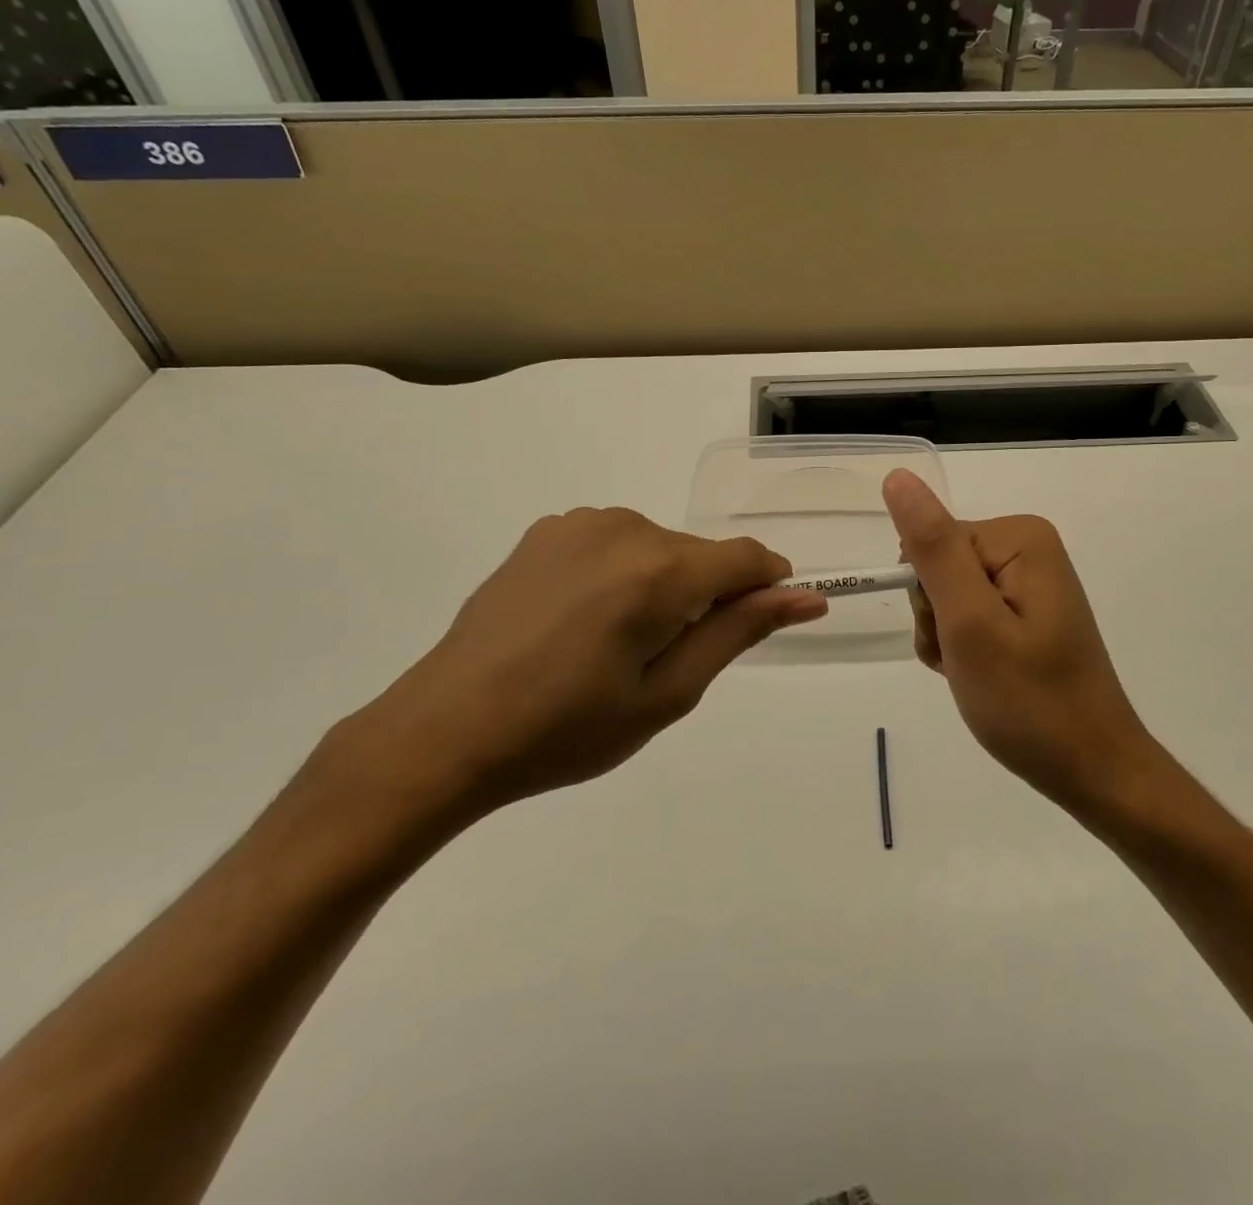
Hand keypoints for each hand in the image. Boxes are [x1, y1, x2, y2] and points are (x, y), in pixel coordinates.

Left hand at [357, 508, 826, 816]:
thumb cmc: (567, 728)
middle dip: (706, 596)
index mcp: (660, 570)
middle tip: (666, 661)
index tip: (764, 622)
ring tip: (616, 645)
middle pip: (699, 555)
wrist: (447, 730)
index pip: (747, 558)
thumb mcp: (667, 693)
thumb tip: (804, 596)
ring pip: (657, 547)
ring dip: (662, 585)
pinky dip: (621, 574)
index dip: (767, 587)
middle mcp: (624, 527)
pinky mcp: (546, 531)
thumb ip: (739, 632)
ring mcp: (579, 523)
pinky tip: (581, 620)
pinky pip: (614, 543)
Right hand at [883, 471, 1150, 811]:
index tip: (953, 638)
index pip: (932, 542)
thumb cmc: (1029, 701)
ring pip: (948, 593)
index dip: (928, 596)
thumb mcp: (970, 623)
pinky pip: (970, 613)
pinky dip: (963, 648)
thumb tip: (898, 477)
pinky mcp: (1027, 610)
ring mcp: (1029, 580)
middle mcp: (1028, 547)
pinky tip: (984, 676)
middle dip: (937, 618)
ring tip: (977, 674)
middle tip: (966, 660)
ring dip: (946, 637)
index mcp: (1020, 537)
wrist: (1092, 769)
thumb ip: (932, 548)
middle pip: (940, 564)